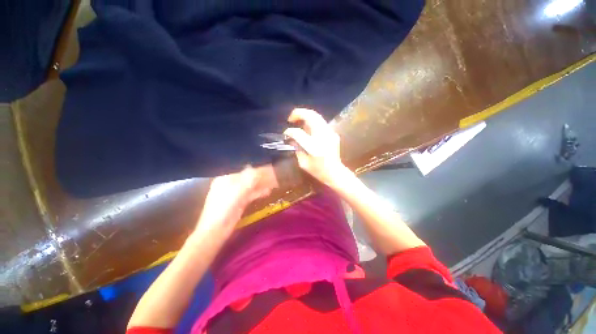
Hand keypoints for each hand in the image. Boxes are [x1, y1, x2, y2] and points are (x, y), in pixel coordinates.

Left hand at [193, 165, 276, 240]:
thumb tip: (260, 168)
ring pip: (251, 187)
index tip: (270, 169)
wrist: (215, 230)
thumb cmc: (224, 208)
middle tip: (274, 177)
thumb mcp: (237, 191)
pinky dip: (259, 193)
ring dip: (262, 185)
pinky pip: (251, 195)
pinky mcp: (239, 203)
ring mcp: (235, 194)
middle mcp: (230, 185)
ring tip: (274, 184)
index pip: (245, 171)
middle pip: (249, 179)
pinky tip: (267, 192)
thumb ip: (249, 179)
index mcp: (226, 179)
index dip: (258, 170)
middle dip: (261, 178)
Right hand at [283, 108, 349, 186]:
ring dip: (305, 115)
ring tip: (298, 121)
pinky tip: (307, 127)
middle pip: (310, 116)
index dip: (290, 131)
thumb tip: (292, 139)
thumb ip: (297, 149)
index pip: (298, 133)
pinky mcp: (333, 133)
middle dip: (298, 113)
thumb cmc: (318, 171)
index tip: (286, 133)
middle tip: (291, 118)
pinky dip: (312, 121)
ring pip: (317, 116)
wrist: (335, 173)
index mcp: (314, 147)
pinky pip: (321, 122)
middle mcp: (323, 136)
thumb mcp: (303, 163)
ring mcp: (330, 133)